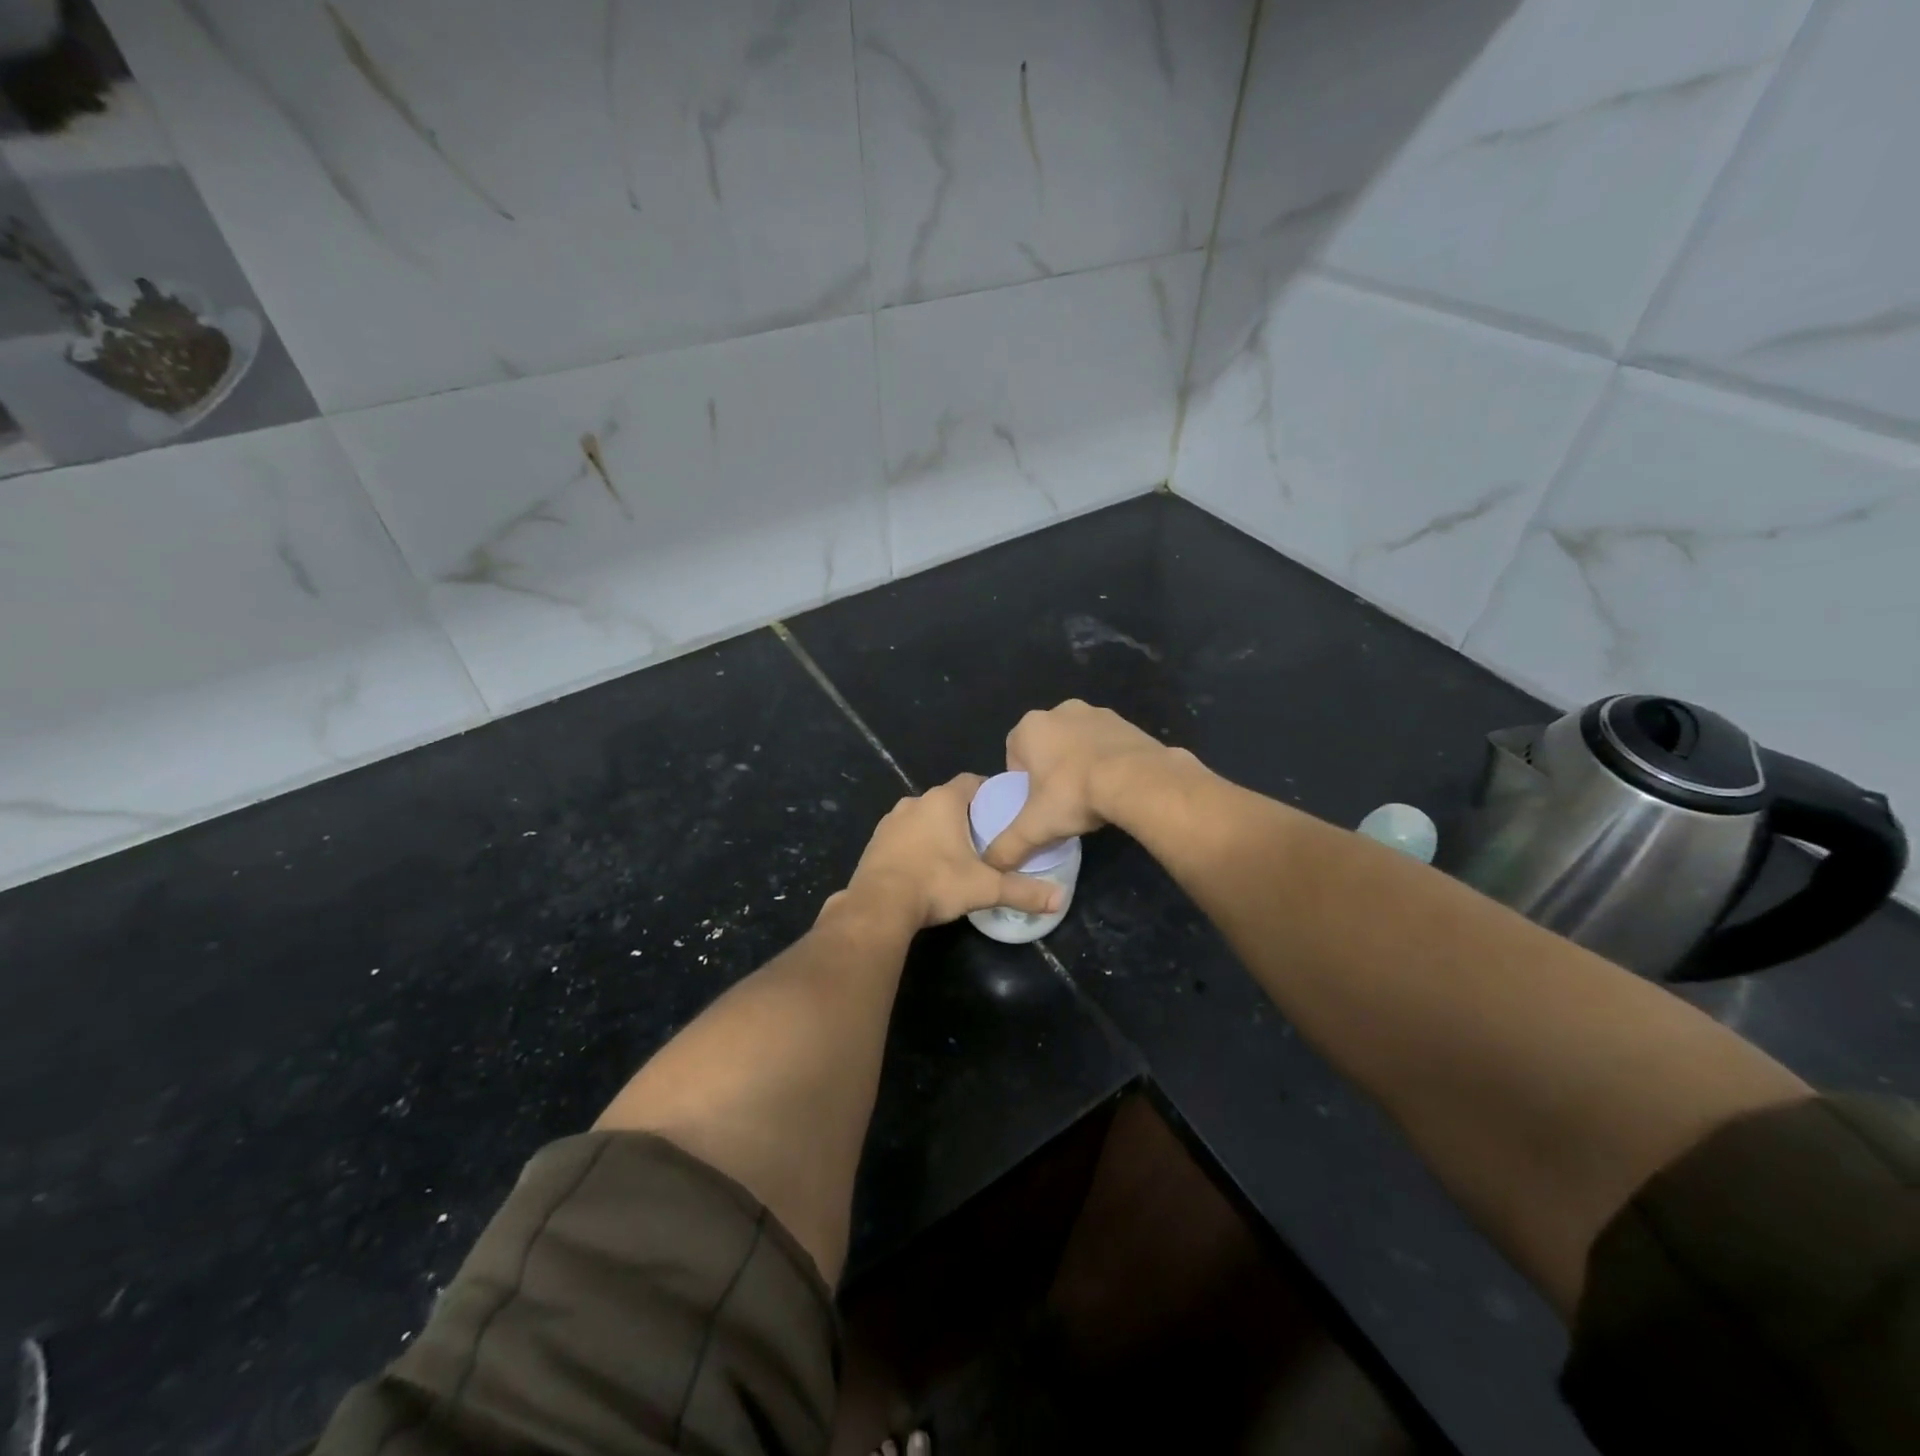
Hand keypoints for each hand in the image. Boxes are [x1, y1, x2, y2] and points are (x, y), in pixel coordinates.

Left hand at [840, 774, 1060, 928]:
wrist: (879, 905)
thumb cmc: (936, 883)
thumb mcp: (985, 888)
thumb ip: (1022, 891)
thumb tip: (1059, 900)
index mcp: (943, 801)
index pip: (971, 782)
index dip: (988, 792)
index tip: (1002, 810)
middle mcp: (914, 802)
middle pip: (947, 800)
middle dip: (964, 815)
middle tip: (984, 838)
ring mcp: (890, 821)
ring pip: (922, 818)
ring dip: (937, 830)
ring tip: (955, 854)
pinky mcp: (875, 842)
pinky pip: (902, 836)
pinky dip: (915, 845)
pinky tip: (925, 868)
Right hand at [982, 700, 1176, 870]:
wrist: (1136, 780)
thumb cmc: (1074, 795)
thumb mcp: (1034, 827)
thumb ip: (1008, 846)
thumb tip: (992, 864)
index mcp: (1030, 727)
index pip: (1014, 753)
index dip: (1021, 780)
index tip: (1034, 803)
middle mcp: (1060, 711)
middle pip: (1046, 745)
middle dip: (1050, 769)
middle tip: (1061, 801)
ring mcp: (1096, 713)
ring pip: (1078, 742)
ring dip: (1079, 762)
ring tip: (1089, 795)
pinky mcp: (1126, 723)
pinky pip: (1107, 743)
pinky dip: (1106, 760)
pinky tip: (1114, 785)